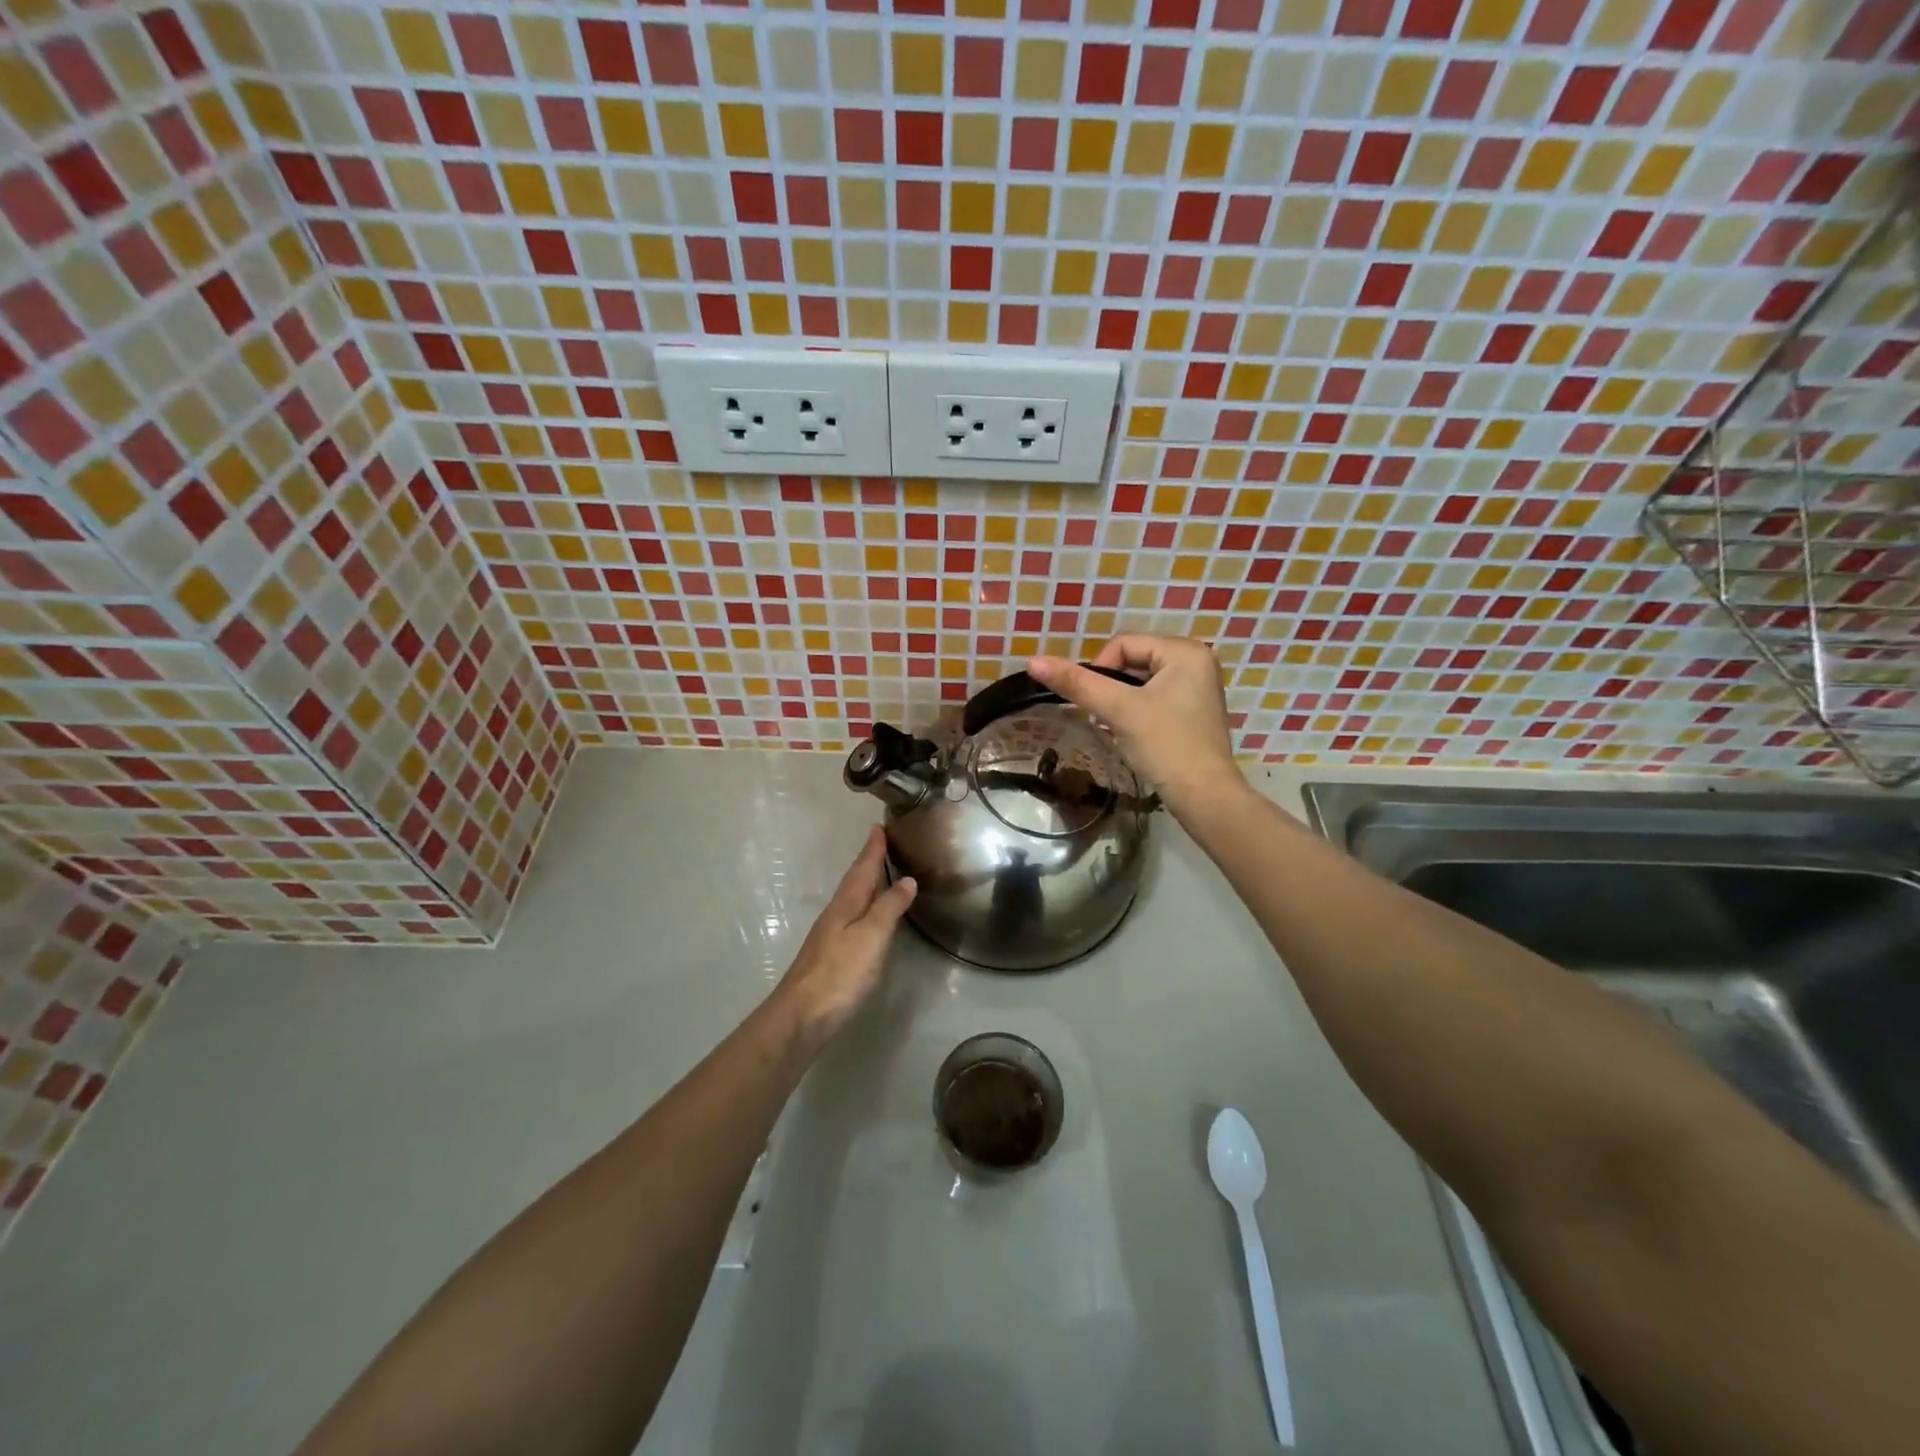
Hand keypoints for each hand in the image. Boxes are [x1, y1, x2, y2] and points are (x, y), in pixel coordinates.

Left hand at [775, 826, 916, 1047]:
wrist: (802, 1016)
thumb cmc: (840, 972)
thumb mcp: (872, 936)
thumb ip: (889, 907)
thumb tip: (907, 880)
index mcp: (846, 904)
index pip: (862, 868)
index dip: (872, 848)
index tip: (878, 826)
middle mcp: (836, 913)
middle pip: (855, 881)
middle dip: (869, 861)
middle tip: (882, 843)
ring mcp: (831, 935)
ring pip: (852, 898)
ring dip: (866, 883)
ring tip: (881, 873)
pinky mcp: (831, 955)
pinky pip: (852, 917)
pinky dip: (864, 906)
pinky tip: (869, 915)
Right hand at [1028, 636, 1243, 816]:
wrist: (1204, 797)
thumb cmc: (1165, 746)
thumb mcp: (1118, 710)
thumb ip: (1077, 683)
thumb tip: (1033, 662)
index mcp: (1185, 651)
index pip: (1123, 643)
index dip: (1100, 670)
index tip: (1098, 705)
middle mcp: (1197, 660)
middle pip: (1133, 660)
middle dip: (1112, 687)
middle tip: (1107, 718)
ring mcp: (1198, 687)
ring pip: (1141, 681)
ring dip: (1122, 701)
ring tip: (1120, 728)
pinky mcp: (1195, 710)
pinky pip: (1155, 697)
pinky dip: (1137, 711)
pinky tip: (1135, 734)